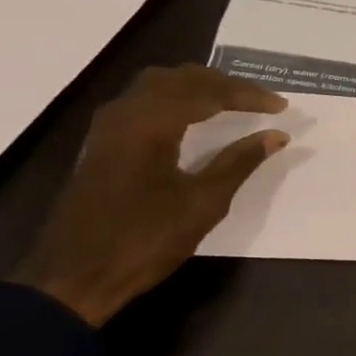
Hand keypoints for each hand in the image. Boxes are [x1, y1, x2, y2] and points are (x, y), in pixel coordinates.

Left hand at [11, 64, 289, 324]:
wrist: (74, 276)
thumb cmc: (144, 239)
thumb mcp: (202, 203)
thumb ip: (240, 162)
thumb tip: (276, 135)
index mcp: (151, 122)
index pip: (208, 92)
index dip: (248, 96)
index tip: (281, 106)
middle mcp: (126, 112)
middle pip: (180, 78)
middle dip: (224, 84)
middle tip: (260, 99)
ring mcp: (109, 126)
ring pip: (158, 85)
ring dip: (198, 87)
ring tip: (231, 101)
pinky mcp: (103, 143)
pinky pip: (144, 102)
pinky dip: (176, 99)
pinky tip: (192, 117)